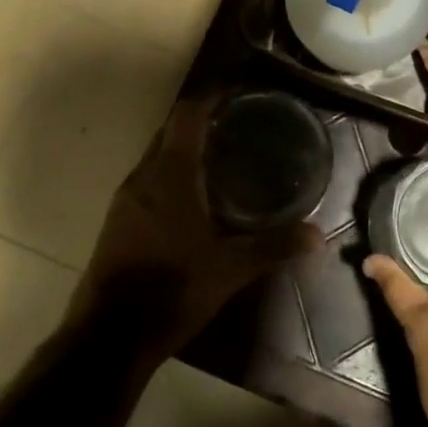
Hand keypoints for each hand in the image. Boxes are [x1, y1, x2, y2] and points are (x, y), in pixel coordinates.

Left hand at [77, 96, 318, 357]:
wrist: (109, 335)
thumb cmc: (172, 289)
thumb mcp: (231, 268)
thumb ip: (274, 246)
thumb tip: (318, 235)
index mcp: (170, 174)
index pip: (187, 115)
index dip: (210, 96)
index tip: (236, 91)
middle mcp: (143, 177)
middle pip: (170, 131)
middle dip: (200, 120)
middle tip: (238, 122)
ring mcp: (125, 199)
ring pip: (156, 156)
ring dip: (184, 147)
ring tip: (221, 153)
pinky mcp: (117, 221)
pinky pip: (148, 179)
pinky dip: (171, 172)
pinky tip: (193, 195)